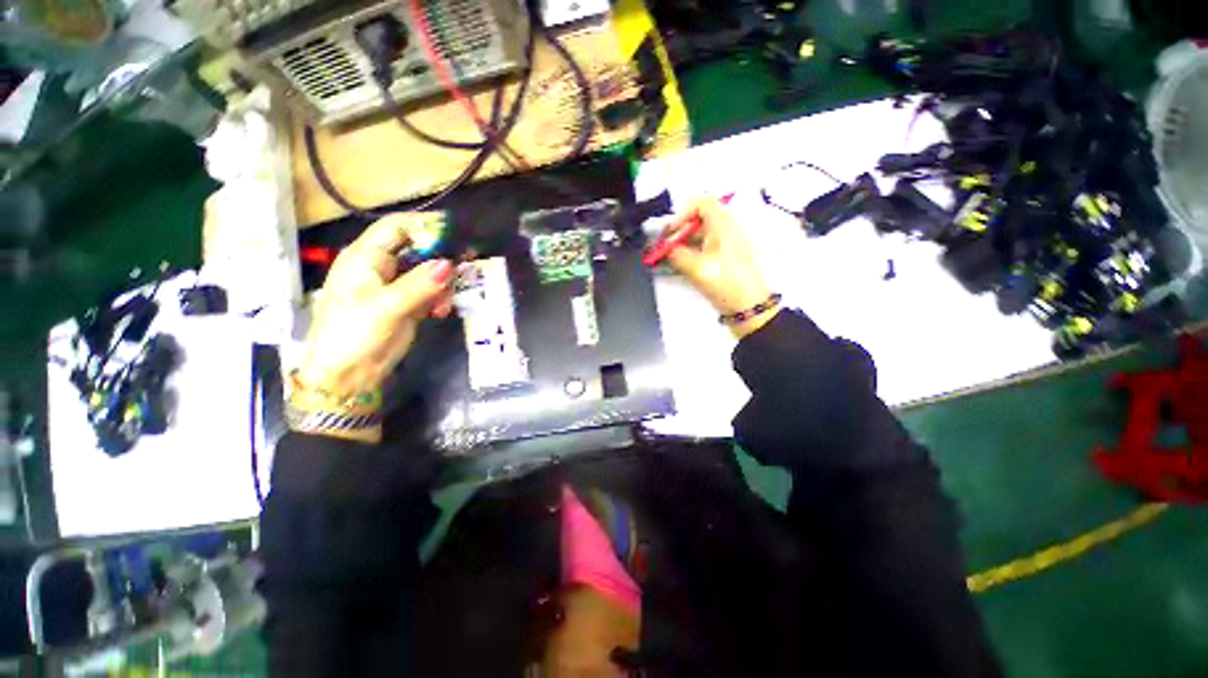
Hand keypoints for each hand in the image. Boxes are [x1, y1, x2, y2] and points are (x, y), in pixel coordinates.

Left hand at [298, 215, 454, 397]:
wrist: (346, 376)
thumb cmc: (355, 335)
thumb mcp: (388, 307)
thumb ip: (420, 284)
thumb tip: (450, 263)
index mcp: (365, 258)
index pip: (396, 227)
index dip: (425, 226)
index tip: (456, 233)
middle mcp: (381, 267)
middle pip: (417, 249)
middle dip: (441, 259)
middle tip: (466, 266)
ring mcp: (394, 287)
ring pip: (428, 273)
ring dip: (442, 285)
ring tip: (444, 304)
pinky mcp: (405, 305)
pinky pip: (430, 292)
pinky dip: (439, 299)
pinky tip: (440, 312)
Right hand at [664, 198, 778, 337]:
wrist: (749, 307)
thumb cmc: (725, 282)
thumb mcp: (697, 267)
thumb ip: (676, 255)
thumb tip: (664, 249)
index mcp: (723, 225)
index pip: (701, 203)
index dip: (682, 213)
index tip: (669, 232)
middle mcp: (725, 231)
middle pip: (698, 221)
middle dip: (678, 232)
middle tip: (663, 247)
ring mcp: (724, 247)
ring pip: (698, 237)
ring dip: (680, 245)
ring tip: (666, 259)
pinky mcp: (723, 261)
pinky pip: (702, 251)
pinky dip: (688, 255)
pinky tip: (677, 266)